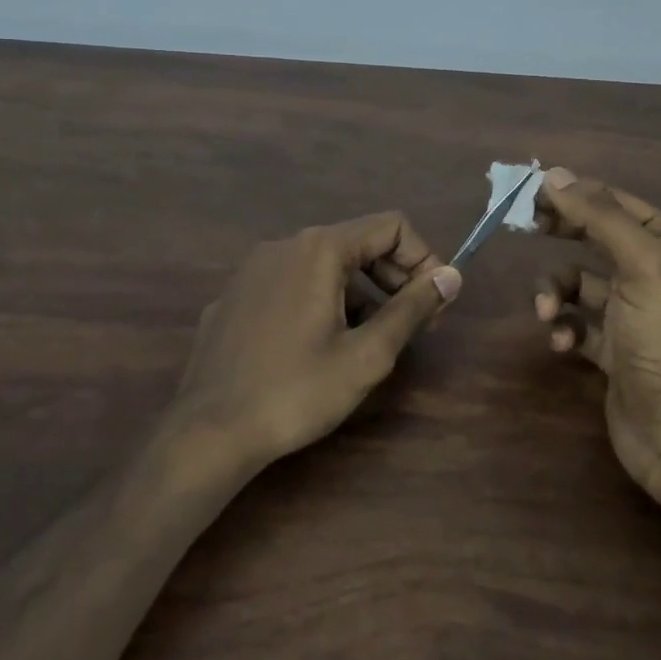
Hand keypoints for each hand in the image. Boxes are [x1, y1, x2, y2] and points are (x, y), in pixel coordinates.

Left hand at [173, 213, 461, 469]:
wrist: (208, 432)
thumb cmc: (296, 392)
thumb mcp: (367, 355)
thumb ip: (412, 308)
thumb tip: (451, 276)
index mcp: (319, 249)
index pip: (391, 227)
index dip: (424, 259)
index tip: (434, 305)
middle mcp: (284, 245)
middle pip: (358, 243)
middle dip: (395, 278)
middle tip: (413, 326)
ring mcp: (253, 270)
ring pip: (325, 266)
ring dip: (360, 294)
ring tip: (368, 343)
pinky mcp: (235, 297)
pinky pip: (292, 285)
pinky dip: (321, 303)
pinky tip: (318, 349)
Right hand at [532, 168, 660, 494]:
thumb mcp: (640, 264)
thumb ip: (599, 216)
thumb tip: (554, 175)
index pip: (613, 201)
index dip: (573, 193)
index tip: (529, 194)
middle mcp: (652, 270)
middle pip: (593, 235)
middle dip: (561, 233)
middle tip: (526, 229)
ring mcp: (631, 311)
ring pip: (577, 282)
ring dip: (555, 293)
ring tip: (547, 313)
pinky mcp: (611, 347)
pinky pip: (575, 322)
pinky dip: (563, 328)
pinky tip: (561, 343)